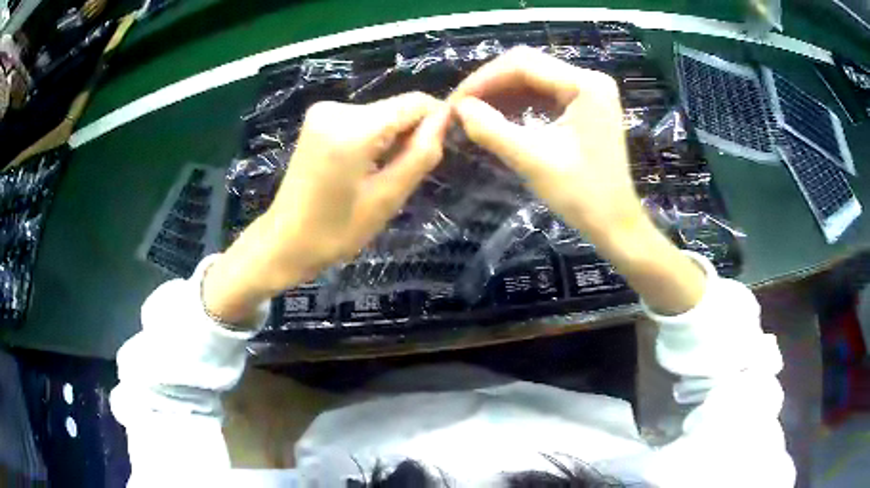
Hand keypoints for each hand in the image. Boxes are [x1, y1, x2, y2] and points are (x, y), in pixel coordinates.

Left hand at [204, 93, 450, 323]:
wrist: (285, 241)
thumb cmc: (335, 231)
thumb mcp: (386, 198)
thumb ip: (420, 154)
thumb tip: (445, 119)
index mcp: (354, 127)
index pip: (415, 103)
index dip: (436, 121)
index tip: (435, 152)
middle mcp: (337, 108)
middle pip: (396, 108)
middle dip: (409, 135)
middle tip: (400, 176)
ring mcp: (323, 110)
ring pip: (381, 114)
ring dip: (390, 140)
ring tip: (378, 176)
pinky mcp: (318, 118)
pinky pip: (362, 120)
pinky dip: (372, 139)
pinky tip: (361, 167)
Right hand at [450, 46, 644, 246]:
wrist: (614, 224)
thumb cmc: (582, 196)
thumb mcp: (532, 161)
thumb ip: (492, 130)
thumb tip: (459, 108)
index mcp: (585, 85)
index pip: (524, 65)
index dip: (483, 80)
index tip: (454, 102)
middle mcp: (589, 79)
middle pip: (529, 66)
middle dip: (491, 84)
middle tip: (461, 107)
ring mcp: (589, 92)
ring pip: (534, 78)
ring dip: (502, 93)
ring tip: (474, 112)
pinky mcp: (585, 105)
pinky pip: (544, 93)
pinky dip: (519, 103)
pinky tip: (498, 115)